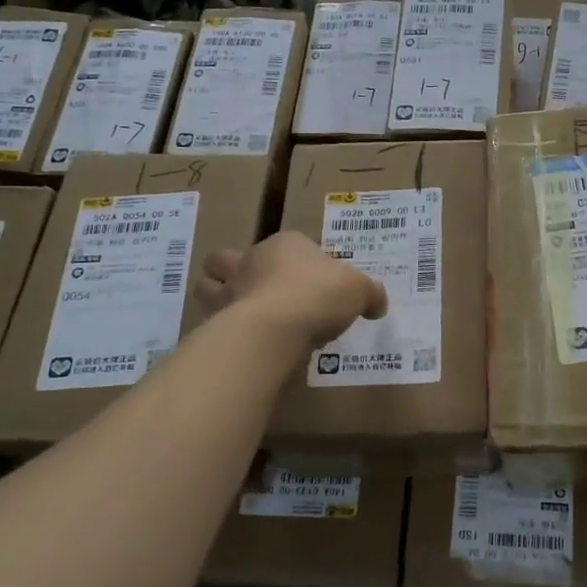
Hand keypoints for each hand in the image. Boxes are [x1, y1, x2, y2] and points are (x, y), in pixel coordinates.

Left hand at [201, 233, 387, 353]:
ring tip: (241, 313)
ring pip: (208, 285)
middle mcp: (251, 260)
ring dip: (218, 295)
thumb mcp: (359, 290)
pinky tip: (242, 342)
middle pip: (230, 257)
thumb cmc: (318, 295)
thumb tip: (378, 303)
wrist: (274, 328)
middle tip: (262, 290)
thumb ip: (370, 294)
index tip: (318, 282)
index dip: (303, 259)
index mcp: (286, 244)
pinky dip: (222, 329)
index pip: (293, 243)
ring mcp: (229, 290)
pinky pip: (213, 321)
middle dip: (237, 268)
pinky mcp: (217, 321)